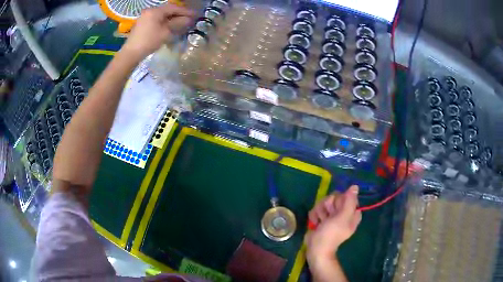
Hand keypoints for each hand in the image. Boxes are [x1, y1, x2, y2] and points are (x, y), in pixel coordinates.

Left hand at [122, 3, 194, 59]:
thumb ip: (178, 23)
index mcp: (156, 11)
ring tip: (181, 22)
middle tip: (189, 18)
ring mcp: (145, 17)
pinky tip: (170, 26)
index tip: (195, 15)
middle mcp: (150, 11)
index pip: (174, 8)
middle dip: (179, 14)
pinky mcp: (142, 24)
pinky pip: (157, 19)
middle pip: (168, 10)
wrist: (131, 53)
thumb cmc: (149, 41)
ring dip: (172, 18)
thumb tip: (188, 19)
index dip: (185, 11)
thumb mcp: (166, 32)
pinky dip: (165, 21)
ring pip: (162, 15)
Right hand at [305, 185, 361, 262]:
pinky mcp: (321, 217)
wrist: (316, 248)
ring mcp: (331, 215)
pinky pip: (317, 208)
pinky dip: (314, 216)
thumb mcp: (342, 217)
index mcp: (352, 212)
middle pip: (334, 197)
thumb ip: (349, 201)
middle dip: (328, 206)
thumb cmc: (331, 234)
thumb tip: (355, 186)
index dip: (340, 200)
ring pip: (324, 202)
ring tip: (320, 222)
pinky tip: (315, 223)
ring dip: (320, 211)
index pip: (347, 196)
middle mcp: (343, 212)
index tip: (337, 209)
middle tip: (327, 217)